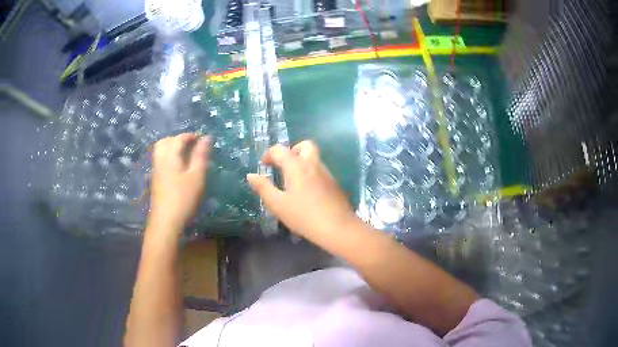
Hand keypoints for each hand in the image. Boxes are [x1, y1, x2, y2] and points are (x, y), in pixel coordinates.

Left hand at [148, 133, 210, 231]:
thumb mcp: (196, 176)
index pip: (179, 138)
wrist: (166, 222)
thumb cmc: (183, 198)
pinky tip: (178, 168)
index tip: (203, 138)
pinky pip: (160, 161)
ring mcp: (156, 171)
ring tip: (186, 155)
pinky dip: (169, 158)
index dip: (191, 135)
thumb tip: (207, 137)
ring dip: (172, 148)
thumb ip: (201, 156)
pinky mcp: (155, 181)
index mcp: (170, 156)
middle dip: (178, 139)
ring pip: (161, 151)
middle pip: (165, 142)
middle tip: (191, 145)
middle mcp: (160, 160)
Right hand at [247, 141, 357, 240]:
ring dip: (302, 162)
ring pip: (314, 158)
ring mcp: (327, 173)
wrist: (337, 228)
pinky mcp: (334, 184)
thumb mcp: (278, 204)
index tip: (264, 165)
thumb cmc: (304, 216)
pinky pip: (320, 170)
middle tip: (283, 166)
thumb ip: (263, 188)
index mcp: (297, 166)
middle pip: (305, 145)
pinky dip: (310, 173)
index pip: (280, 150)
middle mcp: (313, 164)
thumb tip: (251, 175)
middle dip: (292, 150)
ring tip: (292, 182)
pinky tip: (306, 192)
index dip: (269, 154)